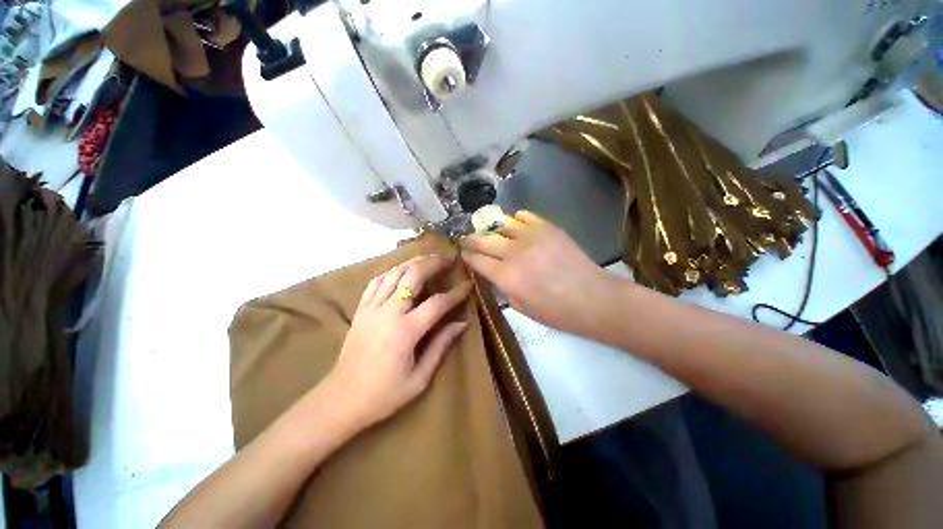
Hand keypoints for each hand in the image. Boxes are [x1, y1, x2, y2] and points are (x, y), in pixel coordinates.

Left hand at [325, 254, 471, 431]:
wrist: (341, 399)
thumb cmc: (383, 394)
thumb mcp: (419, 378)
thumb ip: (441, 346)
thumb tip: (461, 323)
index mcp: (406, 331)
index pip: (437, 303)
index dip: (456, 293)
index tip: (468, 285)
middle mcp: (388, 313)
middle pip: (413, 276)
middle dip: (433, 263)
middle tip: (448, 257)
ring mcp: (371, 308)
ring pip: (394, 273)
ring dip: (414, 262)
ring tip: (429, 258)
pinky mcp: (360, 310)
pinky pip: (376, 281)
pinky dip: (391, 271)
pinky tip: (401, 270)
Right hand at [460, 210, 616, 335]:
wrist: (592, 298)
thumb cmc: (555, 311)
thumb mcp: (520, 307)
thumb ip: (501, 286)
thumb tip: (491, 271)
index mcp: (505, 275)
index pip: (476, 259)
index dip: (466, 255)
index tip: (462, 253)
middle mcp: (513, 252)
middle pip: (482, 238)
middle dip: (470, 239)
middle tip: (467, 240)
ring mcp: (530, 235)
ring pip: (500, 223)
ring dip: (491, 228)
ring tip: (490, 232)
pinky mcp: (547, 227)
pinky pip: (523, 215)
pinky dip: (514, 220)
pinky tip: (515, 227)